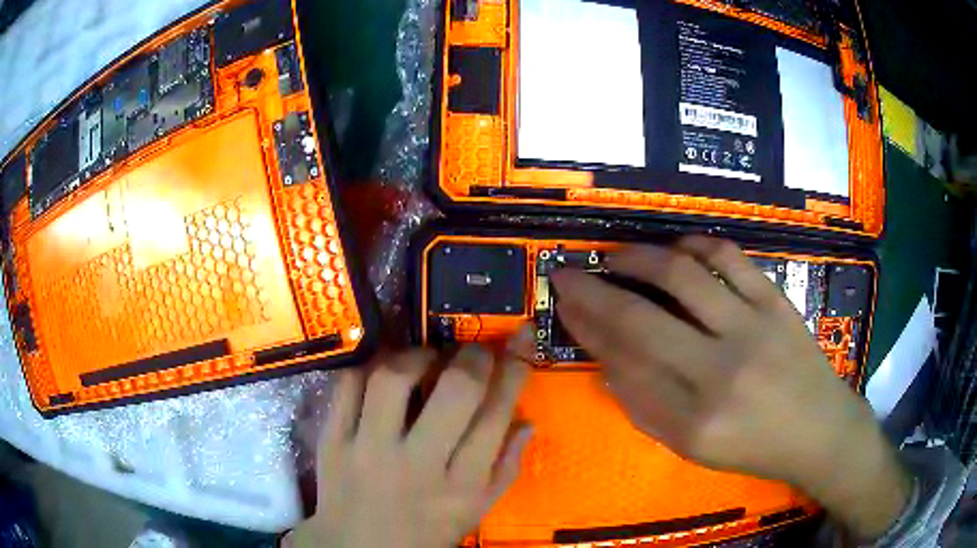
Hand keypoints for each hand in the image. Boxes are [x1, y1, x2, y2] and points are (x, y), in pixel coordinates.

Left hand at [289, 326, 534, 547]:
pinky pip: (349, 384)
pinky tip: (384, 373)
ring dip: (418, 355)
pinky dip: (371, 367)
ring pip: (395, 378)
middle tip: (474, 352)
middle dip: (474, 356)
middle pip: (455, 390)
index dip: (515, 369)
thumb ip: (505, 468)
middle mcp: (419, 464)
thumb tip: (527, 421)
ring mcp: (369, 449)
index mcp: (462, 485)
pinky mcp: (333, 439)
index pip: (497, 415)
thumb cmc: (425, 532)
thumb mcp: (475, 511)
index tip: (520, 341)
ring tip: (427, 359)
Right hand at [550, 236, 909, 539]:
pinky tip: (675, 248)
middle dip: (594, 290)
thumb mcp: (692, 448)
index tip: (565, 304)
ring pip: (681, 276)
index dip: (587, 328)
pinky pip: (729, 257)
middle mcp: (719, 371)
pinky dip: (694, 244)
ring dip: (638, 258)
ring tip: (616, 255)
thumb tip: (607, 362)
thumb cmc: (753, 447)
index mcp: (693, 421)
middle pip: (641, 318)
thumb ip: (645, 408)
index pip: (623, 364)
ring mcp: (752, 328)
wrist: (818, 429)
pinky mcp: (775, 302)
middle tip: (570, 272)